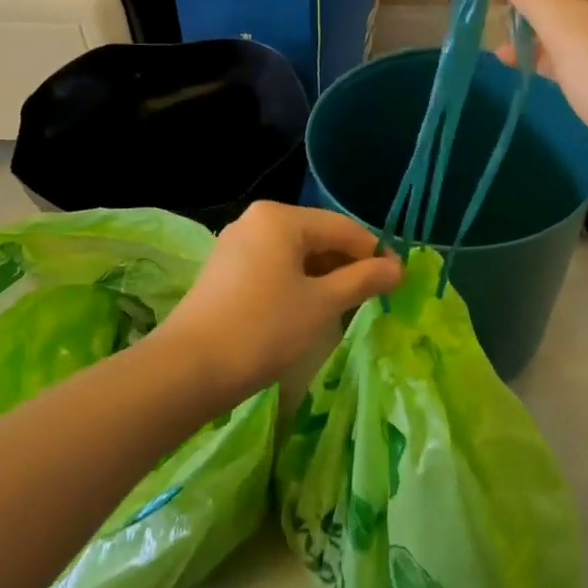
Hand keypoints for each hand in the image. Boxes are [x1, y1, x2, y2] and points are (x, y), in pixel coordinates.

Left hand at [155, 202, 401, 400]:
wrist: (189, 369)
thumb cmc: (263, 329)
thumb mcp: (321, 304)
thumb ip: (362, 280)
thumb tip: (398, 267)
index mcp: (280, 217)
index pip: (343, 228)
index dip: (375, 253)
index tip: (397, 282)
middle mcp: (257, 221)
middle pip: (318, 236)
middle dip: (348, 265)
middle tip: (374, 297)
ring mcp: (236, 245)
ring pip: (295, 253)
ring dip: (324, 276)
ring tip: (345, 307)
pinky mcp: (225, 270)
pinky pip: (274, 267)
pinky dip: (297, 283)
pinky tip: (309, 309)